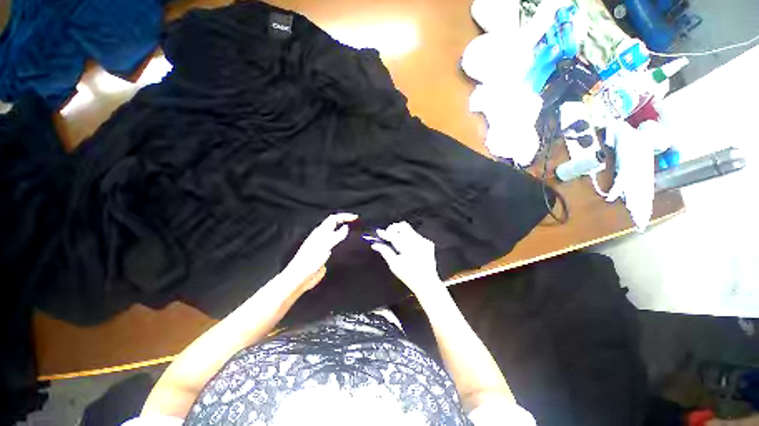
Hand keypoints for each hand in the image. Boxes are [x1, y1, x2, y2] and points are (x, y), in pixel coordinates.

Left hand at [281, 213, 357, 292]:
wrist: (300, 277)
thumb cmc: (310, 261)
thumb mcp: (325, 246)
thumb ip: (336, 236)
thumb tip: (346, 227)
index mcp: (320, 232)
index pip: (333, 219)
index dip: (344, 216)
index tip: (355, 217)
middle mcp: (321, 237)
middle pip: (334, 224)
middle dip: (345, 220)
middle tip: (356, 222)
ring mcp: (323, 245)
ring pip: (335, 233)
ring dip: (344, 230)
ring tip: (354, 231)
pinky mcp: (324, 254)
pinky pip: (335, 244)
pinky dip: (342, 241)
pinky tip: (347, 246)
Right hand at [371, 221, 443, 295]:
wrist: (427, 283)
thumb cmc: (409, 276)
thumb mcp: (394, 265)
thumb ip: (385, 252)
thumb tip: (376, 245)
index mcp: (408, 248)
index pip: (394, 235)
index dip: (385, 233)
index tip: (379, 232)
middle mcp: (417, 242)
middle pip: (403, 226)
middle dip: (393, 229)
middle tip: (387, 236)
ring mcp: (424, 241)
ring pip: (409, 229)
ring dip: (401, 233)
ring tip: (396, 242)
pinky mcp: (428, 243)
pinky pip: (415, 235)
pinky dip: (408, 237)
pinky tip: (406, 247)